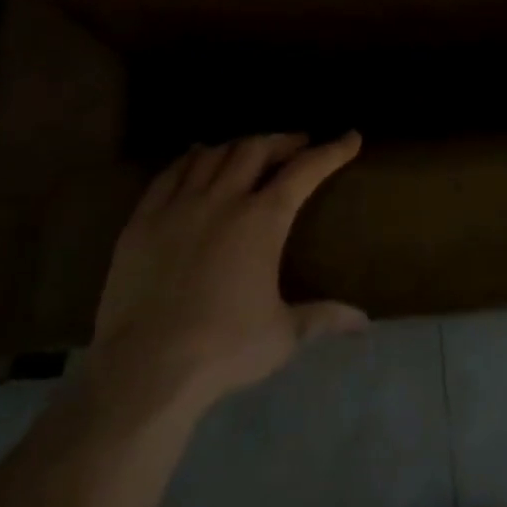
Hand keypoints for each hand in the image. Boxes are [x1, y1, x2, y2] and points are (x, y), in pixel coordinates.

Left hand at [91, 132, 367, 405]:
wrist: (145, 368)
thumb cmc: (224, 349)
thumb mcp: (283, 335)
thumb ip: (323, 317)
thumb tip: (364, 321)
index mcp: (262, 221)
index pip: (305, 171)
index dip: (331, 151)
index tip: (350, 137)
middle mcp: (222, 200)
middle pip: (255, 149)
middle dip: (283, 141)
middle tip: (298, 145)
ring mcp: (178, 205)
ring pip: (212, 154)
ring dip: (238, 146)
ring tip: (249, 152)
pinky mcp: (142, 220)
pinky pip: (170, 173)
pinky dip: (191, 159)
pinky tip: (197, 159)